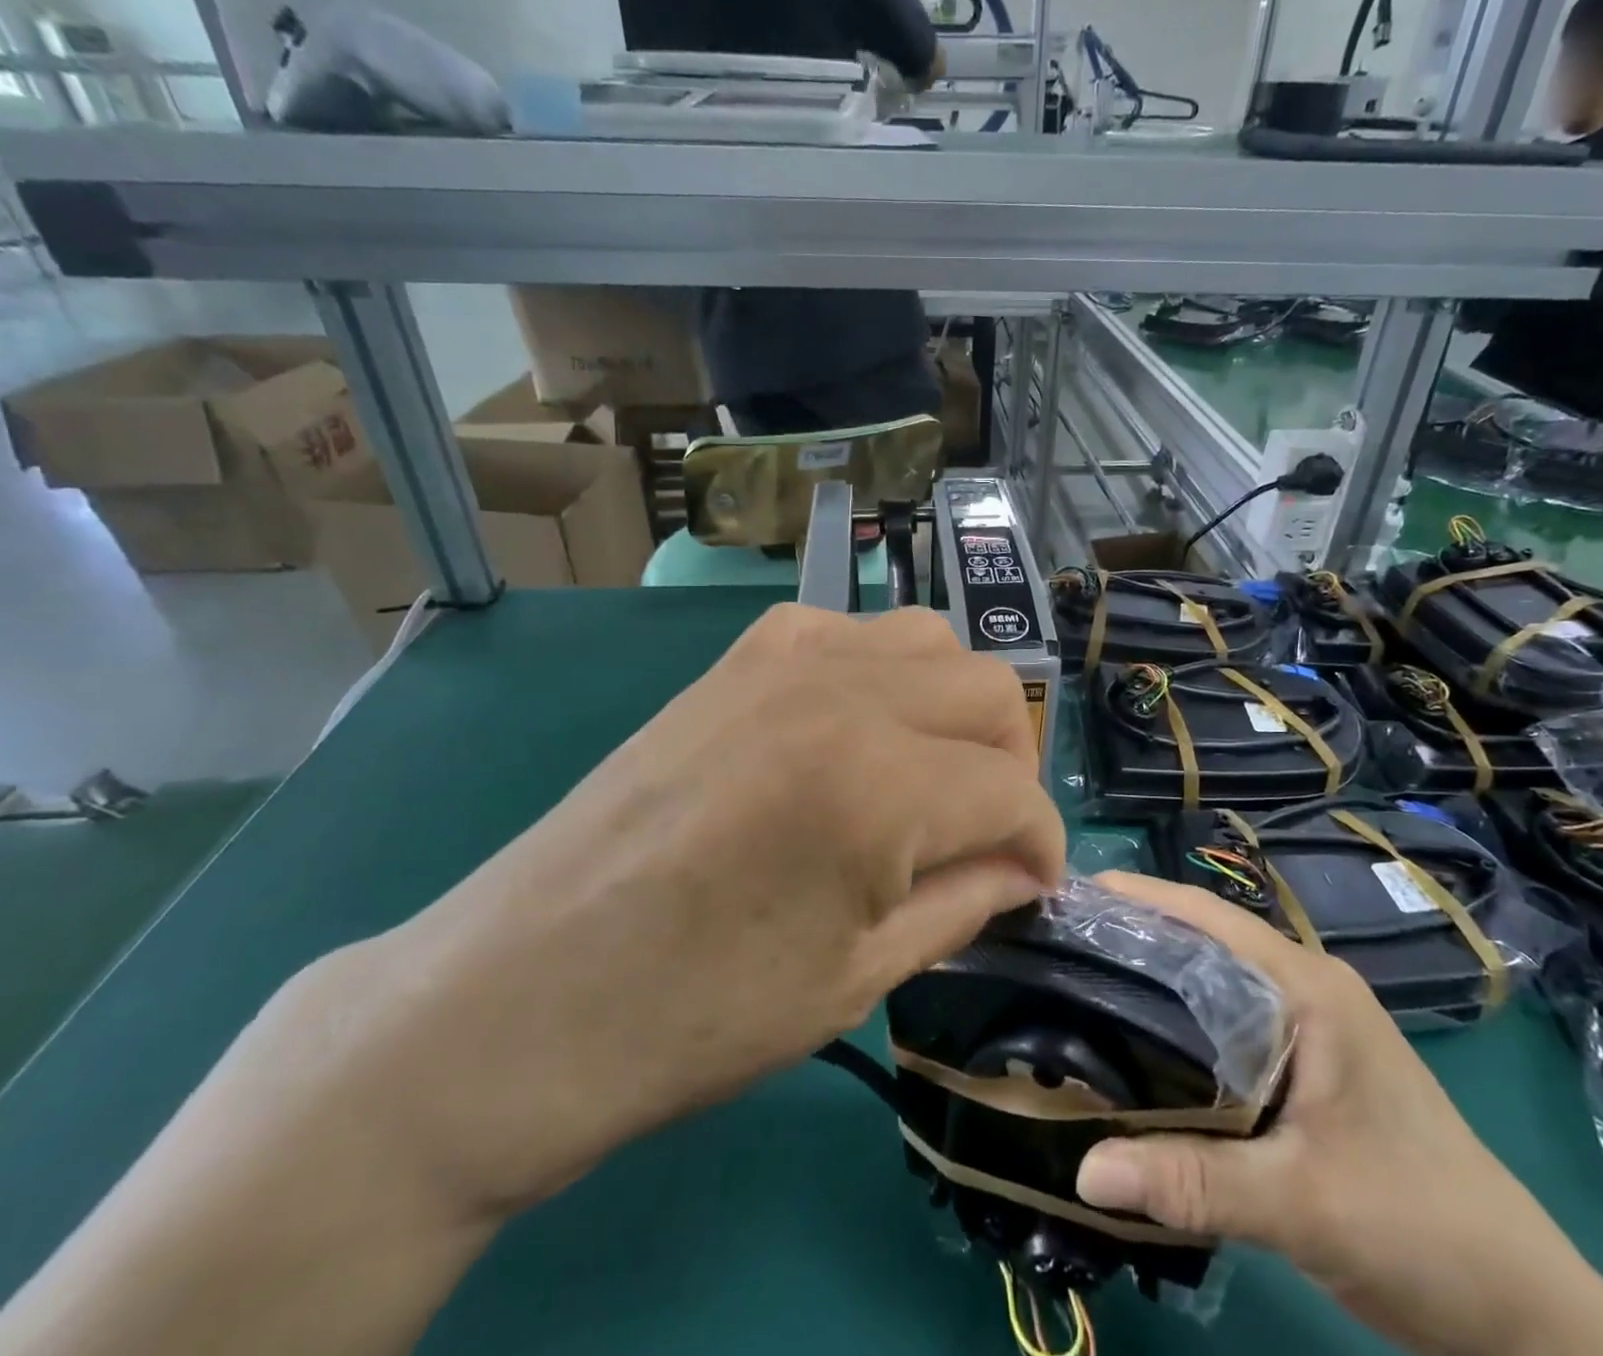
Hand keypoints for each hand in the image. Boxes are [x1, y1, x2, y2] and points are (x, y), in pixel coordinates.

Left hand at [344, 604, 1067, 1217]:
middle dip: (1012, 765)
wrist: (516, 997)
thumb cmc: (692, 1016)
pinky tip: (858, 731)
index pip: (1013, 791)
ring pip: (929, 640)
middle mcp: (841, 690)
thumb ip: (964, 901)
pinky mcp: (738, 656)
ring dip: (954, 707)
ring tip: (932, 775)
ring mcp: (783, 658)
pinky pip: (851, 631)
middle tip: (989, 832)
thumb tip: (1026, 868)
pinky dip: (884, 673)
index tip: (1036, 885)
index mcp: (877, 781)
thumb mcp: (857, 978)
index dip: (1042, 844)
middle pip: (988, 689)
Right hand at [1074, 874, 1602, 1355]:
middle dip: (1132, 932)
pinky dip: (1178, 1020)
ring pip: (1213, 981)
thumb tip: (1082, 1168)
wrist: (1523, 1314)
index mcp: (1308, 989)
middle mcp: (1305, 990)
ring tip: (1077, 978)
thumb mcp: (1302, 1204)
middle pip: (1204, 940)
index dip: (1138, 897)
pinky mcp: (1306, 1066)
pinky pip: (1227, 1022)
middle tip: (1055, 939)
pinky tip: (1136, 1041)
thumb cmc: (1422, 1231)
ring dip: (1153, 975)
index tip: (1068, 895)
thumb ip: (1193, 1181)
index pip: (1208, 917)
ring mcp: (1309, 1028)